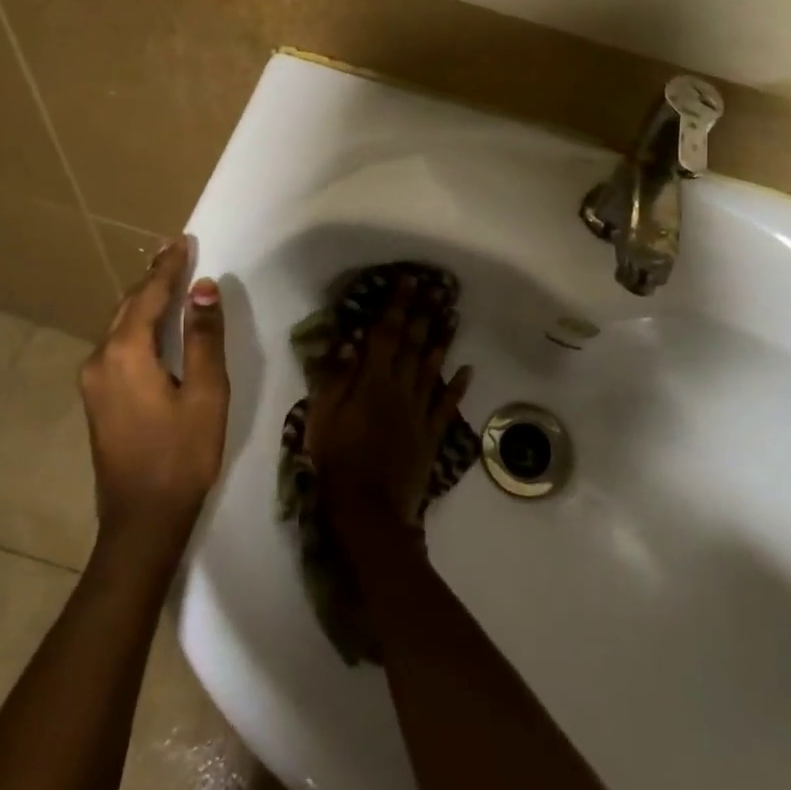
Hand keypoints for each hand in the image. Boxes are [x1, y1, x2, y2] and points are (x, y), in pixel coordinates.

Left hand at [78, 236, 228, 542]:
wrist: (142, 520)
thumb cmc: (182, 454)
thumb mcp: (205, 392)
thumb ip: (203, 336)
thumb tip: (203, 288)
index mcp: (125, 354)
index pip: (148, 296)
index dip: (169, 267)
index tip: (184, 240)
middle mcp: (99, 360)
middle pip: (128, 307)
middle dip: (153, 279)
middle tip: (176, 251)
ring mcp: (93, 381)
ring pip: (120, 326)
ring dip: (144, 301)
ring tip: (168, 279)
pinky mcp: (97, 399)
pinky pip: (117, 346)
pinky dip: (137, 326)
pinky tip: (152, 324)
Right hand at [307, 276, 471, 538]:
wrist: (369, 508)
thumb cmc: (338, 460)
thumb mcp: (322, 418)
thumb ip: (334, 378)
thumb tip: (348, 341)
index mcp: (372, 382)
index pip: (386, 335)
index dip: (397, 306)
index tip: (407, 281)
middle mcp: (401, 389)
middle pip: (413, 345)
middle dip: (423, 314)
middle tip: (436, 288)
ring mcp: (420, 411)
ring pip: (433, 369)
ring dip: (442, 341)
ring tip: (452, 316)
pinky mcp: (431, 434)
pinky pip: (447, 405)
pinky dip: (458, 386)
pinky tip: (468, 369)